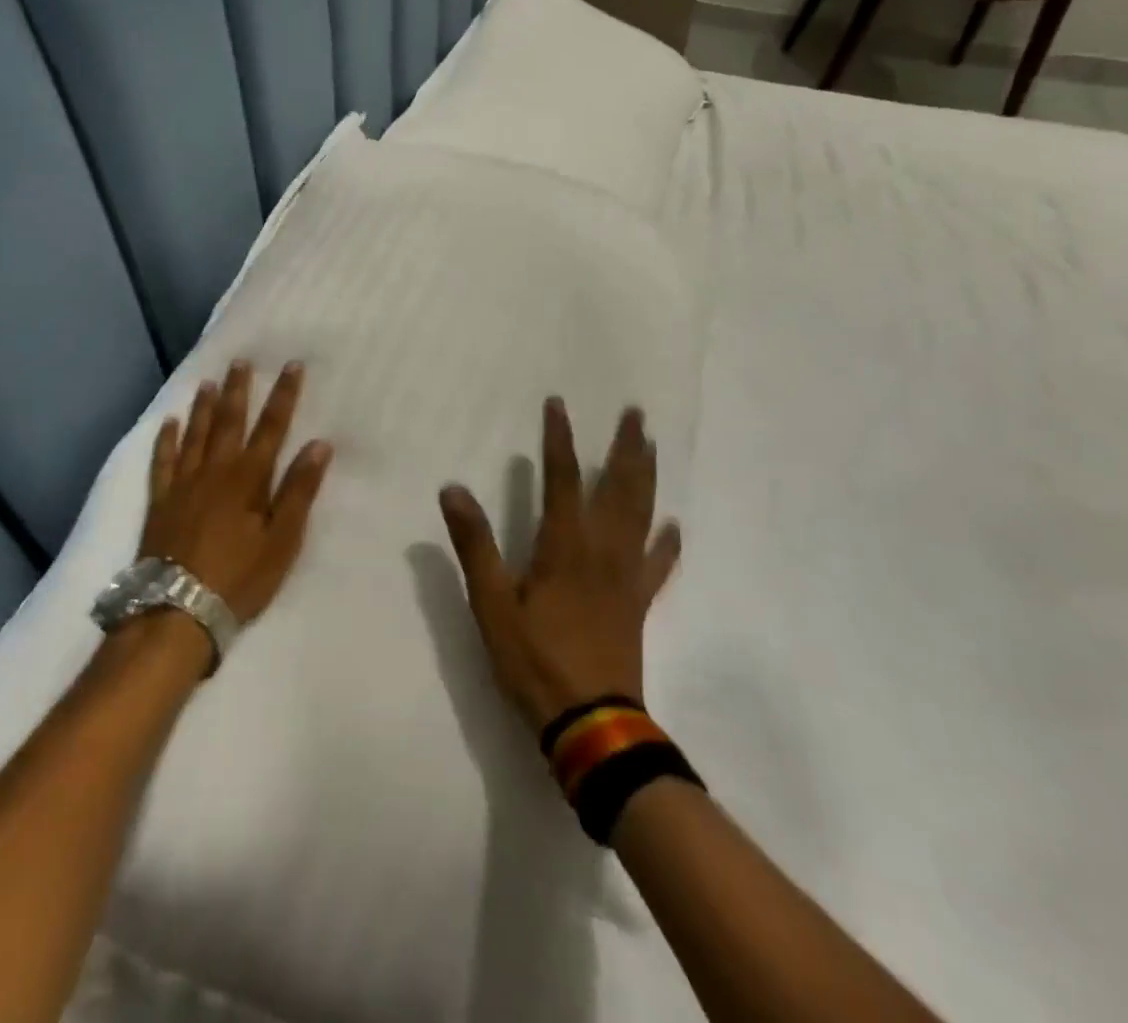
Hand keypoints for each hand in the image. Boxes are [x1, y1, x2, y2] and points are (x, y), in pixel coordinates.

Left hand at [142, 360, 334, 626]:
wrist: (176, 610)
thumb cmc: (239, 578)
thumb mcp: (282, 540)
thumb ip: (298, 491)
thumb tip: (319, 445)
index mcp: (248, 479)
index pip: (271, 428)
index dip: (284, 396)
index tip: (292, 366)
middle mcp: (215, 471)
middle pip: (229, 422)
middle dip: (239, 390)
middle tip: (241, 360)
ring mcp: (183, 484)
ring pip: (195, 434)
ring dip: (204, 407)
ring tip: (208, 381)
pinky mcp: (160, 502)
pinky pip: (162, 461)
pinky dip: (167, 440)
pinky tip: (170, 422)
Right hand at [439, 399, 681, 732]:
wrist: (591, 723)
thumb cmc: (535, 660)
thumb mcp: (491, 604)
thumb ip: (475, 545)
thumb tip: (453, 489)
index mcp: (564, 546)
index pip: (562, 478)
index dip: (559, 439)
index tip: (559, 404)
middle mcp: (602, 550)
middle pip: (618, 488)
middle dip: (625, 447)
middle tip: (635, 413)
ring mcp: (626, 576)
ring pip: (641, 515)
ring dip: (646, 477)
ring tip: (651, 447)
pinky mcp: (638, 603)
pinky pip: (657, 565)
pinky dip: (666, 543)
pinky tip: (673, 526)